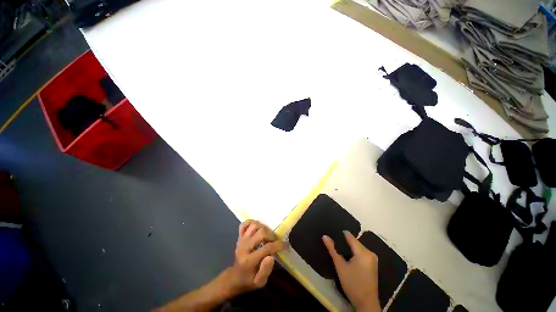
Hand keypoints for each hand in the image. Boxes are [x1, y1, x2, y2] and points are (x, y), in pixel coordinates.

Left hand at [219, 220, 287, 296]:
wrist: (234, 277)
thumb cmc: (249, 280)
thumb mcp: (259, 283)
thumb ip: (265, 271)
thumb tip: (271, 257)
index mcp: (249, 260)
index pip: (266, 248)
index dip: (278, 245)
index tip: (285, 245)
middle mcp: (244, 247)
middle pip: (261, 233)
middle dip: (271, 236)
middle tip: (276, 241)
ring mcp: (241, 240)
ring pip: (254, 226)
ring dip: (263, 228)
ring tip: (268, 235)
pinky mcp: (239, 236)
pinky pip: (244, 224)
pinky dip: (252, 222)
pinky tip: (258, 227)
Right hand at [323, 231, 379, 311]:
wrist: (366, 304)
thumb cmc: (352, 284)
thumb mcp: (340, 266)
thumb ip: (332, 249)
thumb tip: (325, 236)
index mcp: (363, 252)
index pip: (350, 236)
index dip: (340, 234)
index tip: (331, 233)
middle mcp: (370, 252)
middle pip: (354, 242)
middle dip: (344, 242)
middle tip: (333, 243)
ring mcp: (372, 259)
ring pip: (357, 248)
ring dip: (348, 248)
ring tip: (338, 249)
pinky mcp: (372, 264)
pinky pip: (361, 253)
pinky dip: (353, 253)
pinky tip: (347, 257)